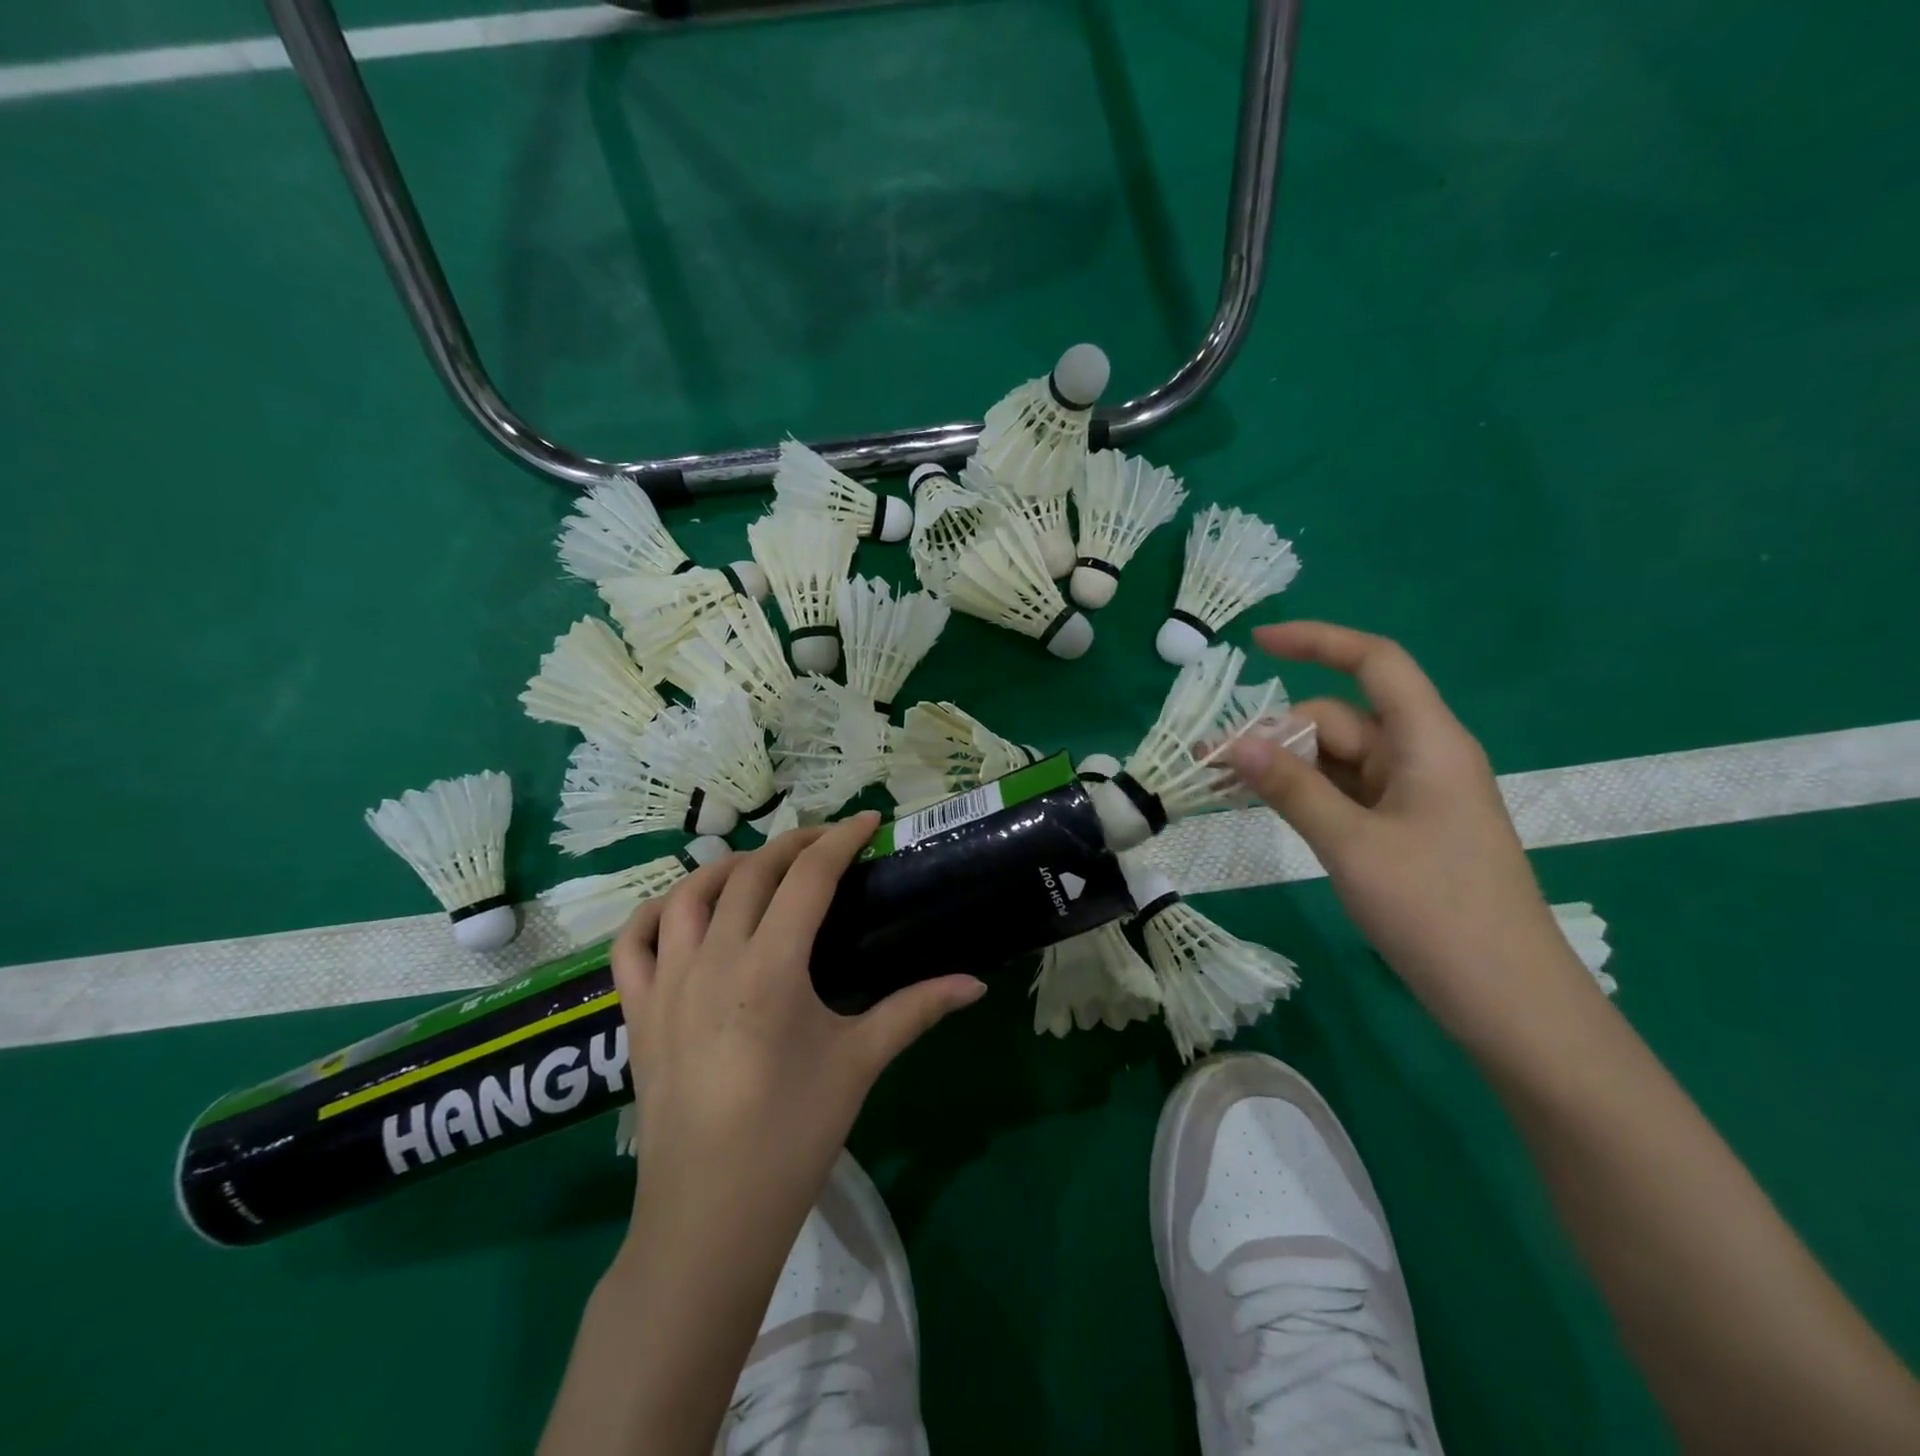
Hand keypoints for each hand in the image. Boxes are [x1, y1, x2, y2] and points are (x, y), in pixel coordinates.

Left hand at [610, 813, 986, 1246]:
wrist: (710, 1218)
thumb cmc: (793, 1136)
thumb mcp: (860, 1062)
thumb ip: (917, 1009)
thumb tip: (976, 983)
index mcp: (770, 968)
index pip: (808, 879)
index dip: (840, 840)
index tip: (867, 821)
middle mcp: (713, 960)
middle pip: (751, 873)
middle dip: (794, 845)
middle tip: (829, 843)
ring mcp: (666, 983)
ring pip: (688, 893)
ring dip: (728, 866)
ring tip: (762, 867)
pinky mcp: (636, 1012)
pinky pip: (632, 943)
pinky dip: (655, 912)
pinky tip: (683, 910)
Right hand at [1227, 621, 1597, 1051]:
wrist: (1509, 1002)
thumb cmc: (1436, 912)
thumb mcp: (1352, 844)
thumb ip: (1291, 788)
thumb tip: (1234, 741)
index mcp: (1428, 742)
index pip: (1375, 663)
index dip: (1318, 641)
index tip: (1257, 644)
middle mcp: (1422, 757)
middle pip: (1340, 718)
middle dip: (1278, 732)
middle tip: (1214, 764)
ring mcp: (1413, 796)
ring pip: (1338, 758)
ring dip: (1285, 766)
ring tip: (1226, 787)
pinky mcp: (1404, 829)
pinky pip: (1346, 792)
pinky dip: (1305, 793)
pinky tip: (1265, 807)